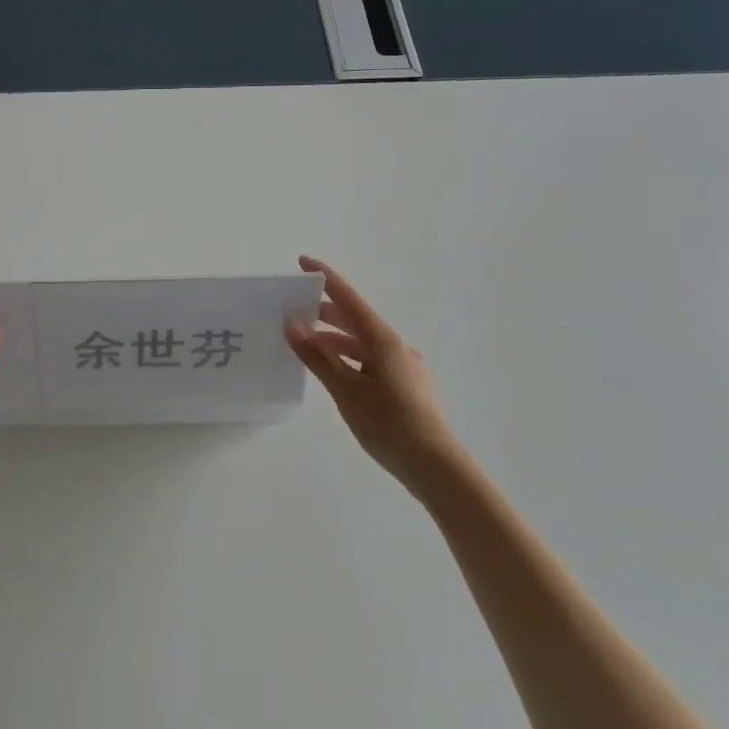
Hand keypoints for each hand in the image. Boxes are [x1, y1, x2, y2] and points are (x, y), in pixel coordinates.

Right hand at [284, 255, 472, 502]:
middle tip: (294, 310)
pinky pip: (371, 361)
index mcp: (383, 341)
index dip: (325, 279)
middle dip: (325, 312)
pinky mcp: (406, 387)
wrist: (436, 466)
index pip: (348, 300)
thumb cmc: (389, 425)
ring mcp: (404, 367)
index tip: (303, 262)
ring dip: (335, 340)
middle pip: (356, 320)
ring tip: (307, 345)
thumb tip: (292, 325)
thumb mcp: (346, 391)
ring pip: (363, 343)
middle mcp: (396, 347)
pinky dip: (349, 359)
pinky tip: (336, 375)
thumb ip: (318, 357)